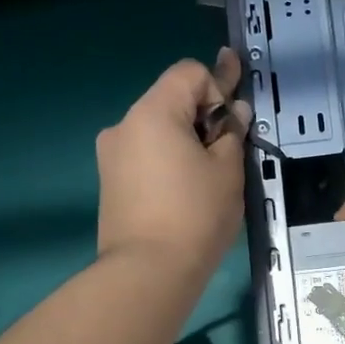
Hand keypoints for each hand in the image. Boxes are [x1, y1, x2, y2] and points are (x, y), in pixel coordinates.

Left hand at [96, 49, 248, 277]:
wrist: (148, 271)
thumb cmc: (195, 215)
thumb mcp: (228, 171)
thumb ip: (233, 133)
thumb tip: (234, 113)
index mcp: (153, 111)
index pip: (190, 72)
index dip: (219, 91)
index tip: (230, 130)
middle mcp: (124, 124)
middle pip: (172, 101)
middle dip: (202, 120)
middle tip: (226, 156)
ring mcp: (112, 155)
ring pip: (158, 132)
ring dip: (185, 144)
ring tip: (205, 183)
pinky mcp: (110, 182)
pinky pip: (145, 158)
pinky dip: (167, 165)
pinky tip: (183, 197)